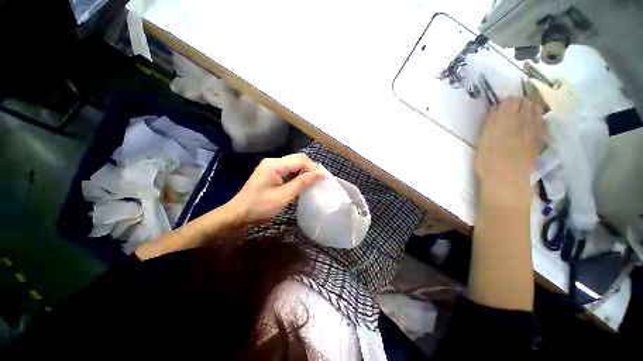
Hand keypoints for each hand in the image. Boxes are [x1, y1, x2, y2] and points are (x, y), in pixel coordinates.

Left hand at [225, 153, 325, 224]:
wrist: (238, 214)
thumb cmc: (260, 207)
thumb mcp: (283, 196)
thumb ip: (302, 183)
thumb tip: (319, 174)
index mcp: (275, 165)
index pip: (300, 161)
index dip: (314, 168)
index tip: (326, 177)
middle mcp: (273, 161)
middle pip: (297, 159)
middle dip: (311, 167)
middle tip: (322, 178)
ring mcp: (271, 166)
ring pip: (293, 164)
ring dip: (305, 171)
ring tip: (316, 179)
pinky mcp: (271, 173)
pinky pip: (288, 170)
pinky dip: (298, 174)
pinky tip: (304, 181)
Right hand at [475, 97, 544, 206]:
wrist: (507, 181)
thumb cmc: (488, 162)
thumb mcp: (483, 141)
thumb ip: (491, 123)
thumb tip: (496, 108)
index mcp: (506, 120)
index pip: (511, 100)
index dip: (505, 100)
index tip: (499, 106)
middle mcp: (524, 121)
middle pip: (527, 102)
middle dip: (519, 102)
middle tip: (510, 109)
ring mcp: (535, 131)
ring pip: (538, 110)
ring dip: (530, 108)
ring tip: (522, 114)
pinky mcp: (541, 141)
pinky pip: (544, 124)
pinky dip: (539, 120)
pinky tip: (533, 125)